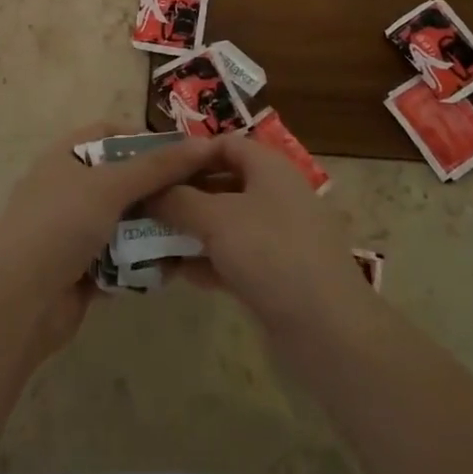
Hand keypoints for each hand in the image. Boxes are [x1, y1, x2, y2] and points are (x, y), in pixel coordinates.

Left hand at [0, 124, 220, 359]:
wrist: (17, 305)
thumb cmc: (60, 226)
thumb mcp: (111, 186)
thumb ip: (158, 166)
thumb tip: (204, 144)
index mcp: (65, 156)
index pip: (110, 133)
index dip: (146, 138)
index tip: (184, 153)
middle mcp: (67, 187)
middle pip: (121, 177)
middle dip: (156, 187)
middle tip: (197, 195)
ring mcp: (71, 230)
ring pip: (123, 220)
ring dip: (152, 227)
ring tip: (192, 230)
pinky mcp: (79, 268)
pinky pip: (119, 257)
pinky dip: (140, 261)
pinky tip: (171, 266)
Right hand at [150, 134, 371, 344]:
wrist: (326, 328)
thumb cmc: (270, 253)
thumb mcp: (216, 219)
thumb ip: (179, 200)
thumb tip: (150, 191)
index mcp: (268, 168)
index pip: (224, 144)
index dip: (189, 152)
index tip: (155, 168)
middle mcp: (275, 194)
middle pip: (222, 183)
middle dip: (184, 195)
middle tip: (146, 206)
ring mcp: (278, 236)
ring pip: (226, 223)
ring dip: (191, 230)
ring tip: (151, 241)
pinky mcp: (277, 273)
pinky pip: (234, 256)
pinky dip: (208, 260)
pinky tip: (177, 272)